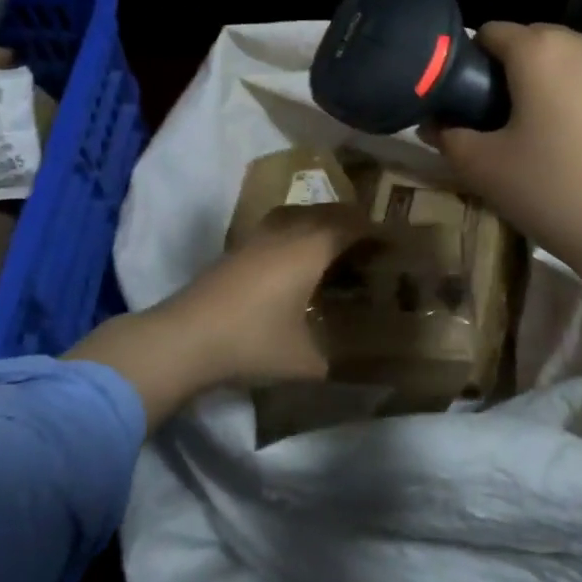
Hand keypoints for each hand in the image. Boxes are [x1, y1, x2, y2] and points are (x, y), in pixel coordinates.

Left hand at [66, 202, 367, 427]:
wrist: (184, 338)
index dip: (377, 231)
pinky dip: (299, 234)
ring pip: (301, 216)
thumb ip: (338, 361)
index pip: (353, 224)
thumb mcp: (305, 361)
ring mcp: (258, 236)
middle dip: (353, 224)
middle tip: (372, 248)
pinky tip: (297, 264)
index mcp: (310, 248)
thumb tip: (363, 369)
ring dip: (323, 225)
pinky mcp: (238, 247)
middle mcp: (287, 231)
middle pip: (328, 212)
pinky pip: (281, 227)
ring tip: (338, 251)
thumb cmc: (252, 343)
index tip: (396, 243)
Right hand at [438, 22, 581, 473]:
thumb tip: (434, 121)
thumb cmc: (558, 197)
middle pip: (541, 44)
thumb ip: (448, 136)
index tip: (473, 102)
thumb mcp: (484, 171)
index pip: (492, 32)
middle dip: (522, 74)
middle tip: (516, 126)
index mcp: (541, 51)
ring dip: (568, 86)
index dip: (474, 62)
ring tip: (569, 141)